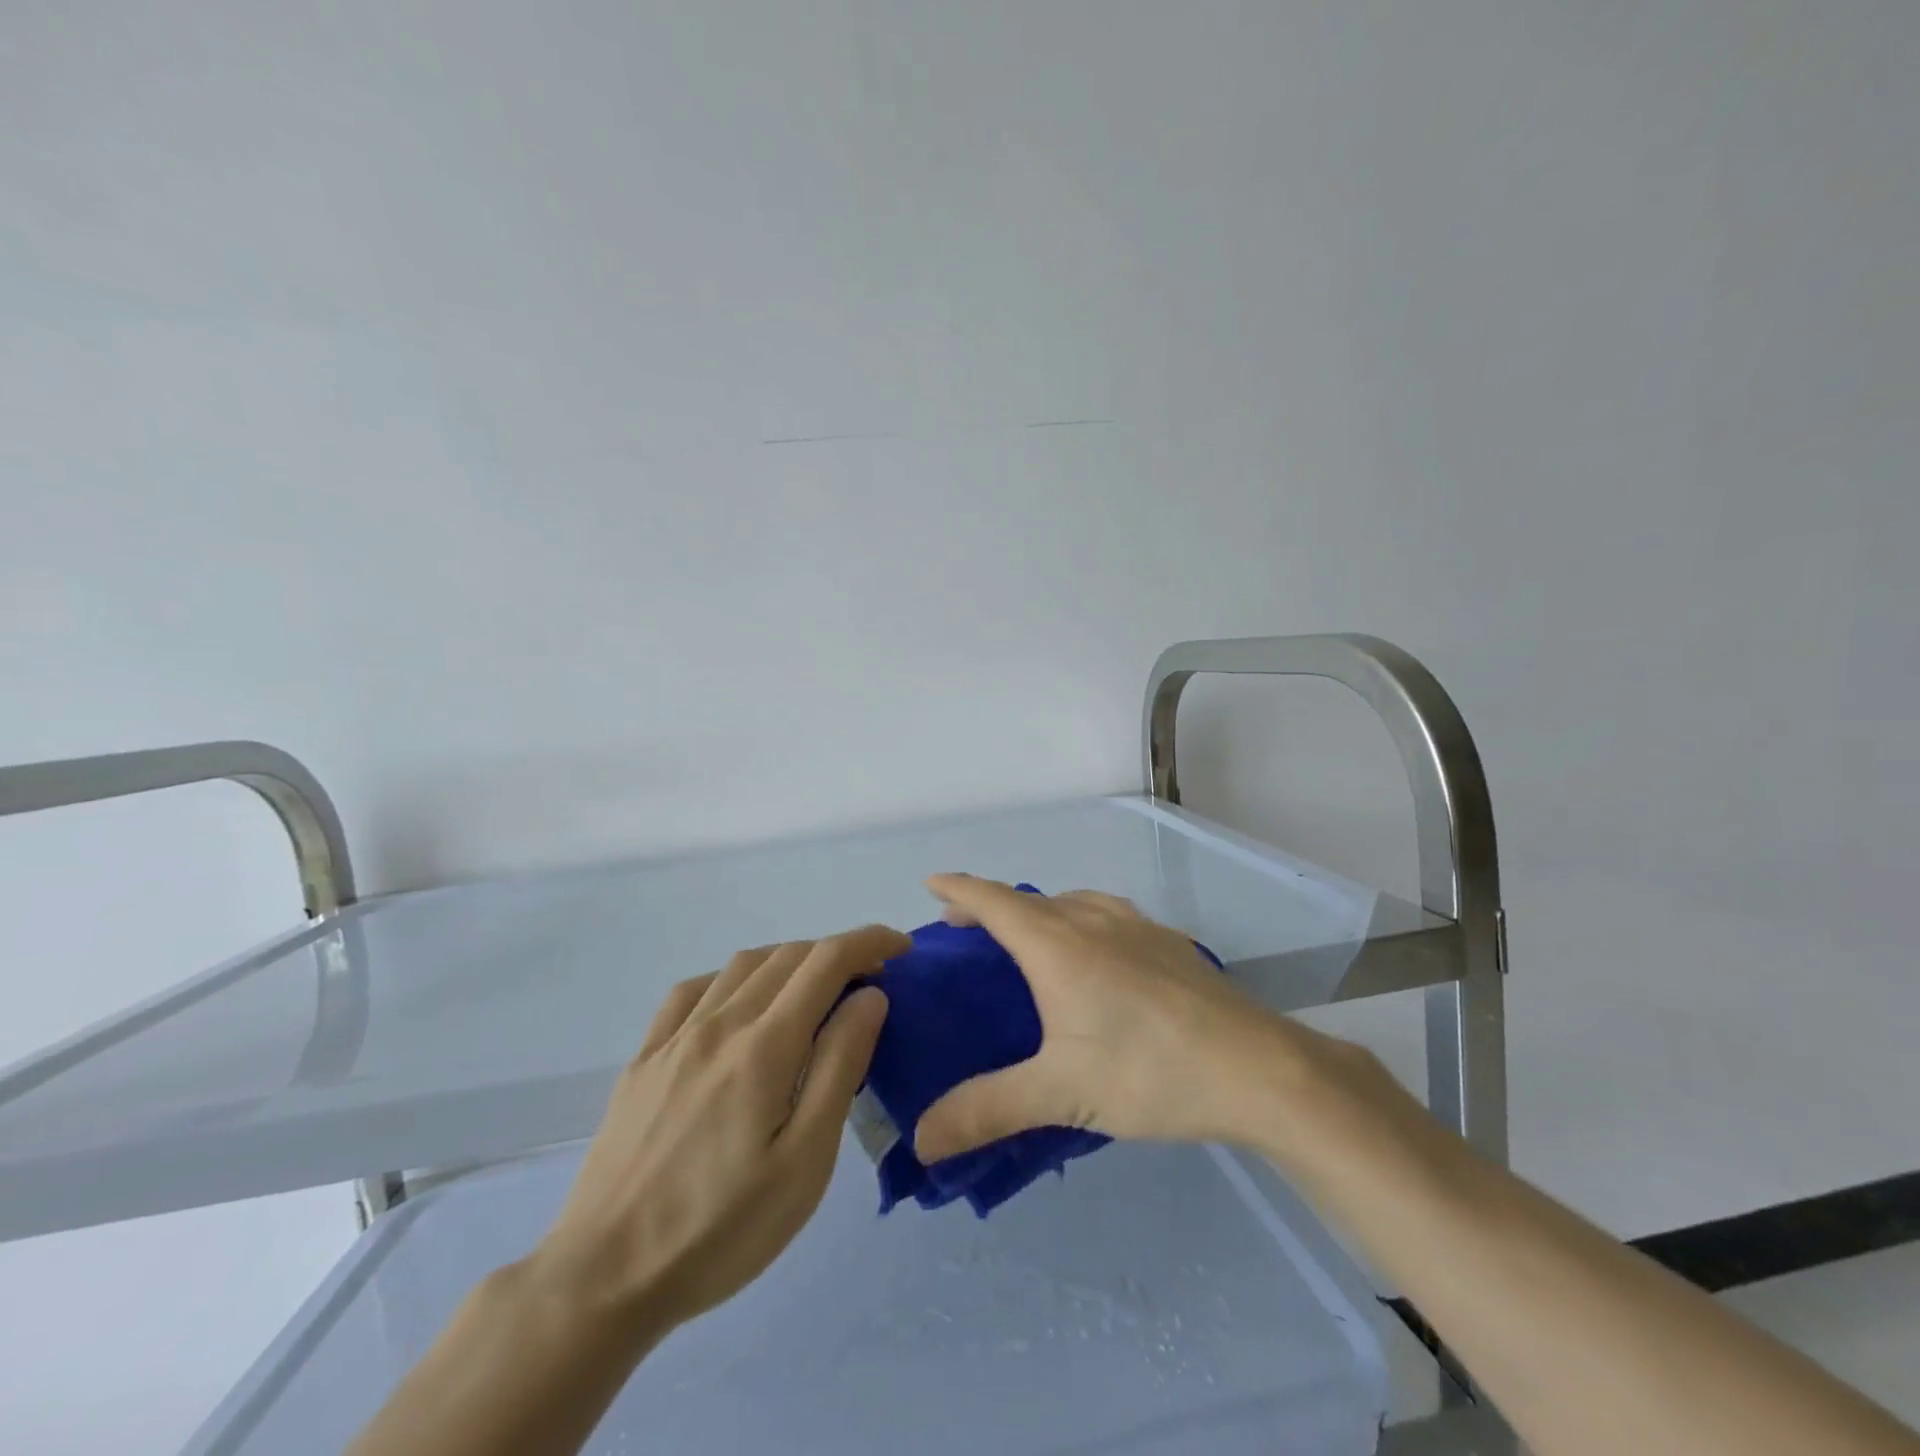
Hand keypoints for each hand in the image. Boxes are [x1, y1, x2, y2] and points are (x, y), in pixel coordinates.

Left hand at [531, 926, 905, 1341]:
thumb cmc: (721, 1231)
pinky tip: (739, 1005)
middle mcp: (719, 1023)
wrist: (603, 1279)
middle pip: (788, 956)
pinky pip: (693, 989)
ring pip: (742, 964)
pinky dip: (733, 978)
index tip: (900, 949)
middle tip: (867, 982)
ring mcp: (675, 1037)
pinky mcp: (644, 1057)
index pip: (826, 961)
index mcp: (763, 1047)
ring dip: (789, 961)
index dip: (868, 942)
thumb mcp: (804, 1163)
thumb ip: (839, 1068)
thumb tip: (869, 997)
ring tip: (813, 992)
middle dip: (836, 953)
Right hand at [913, 875, 1298, 1162]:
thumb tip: (920, 1137)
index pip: (993, 901)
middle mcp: (1092, 920)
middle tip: (966, 930)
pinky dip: (1078, 920)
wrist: (1258, 1068)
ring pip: (1071, 903)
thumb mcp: (1060, 1094)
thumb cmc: (1149, 1071)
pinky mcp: (1168, 942)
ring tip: (1027, 940)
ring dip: (1037, 911)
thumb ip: (986, 1110)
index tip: (930, 884)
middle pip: (1029, 900)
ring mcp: (1136, 925)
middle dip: (990, 907)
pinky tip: (1096, 955)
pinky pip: (1105, 915)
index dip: (958, 888)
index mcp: (1057, 944)